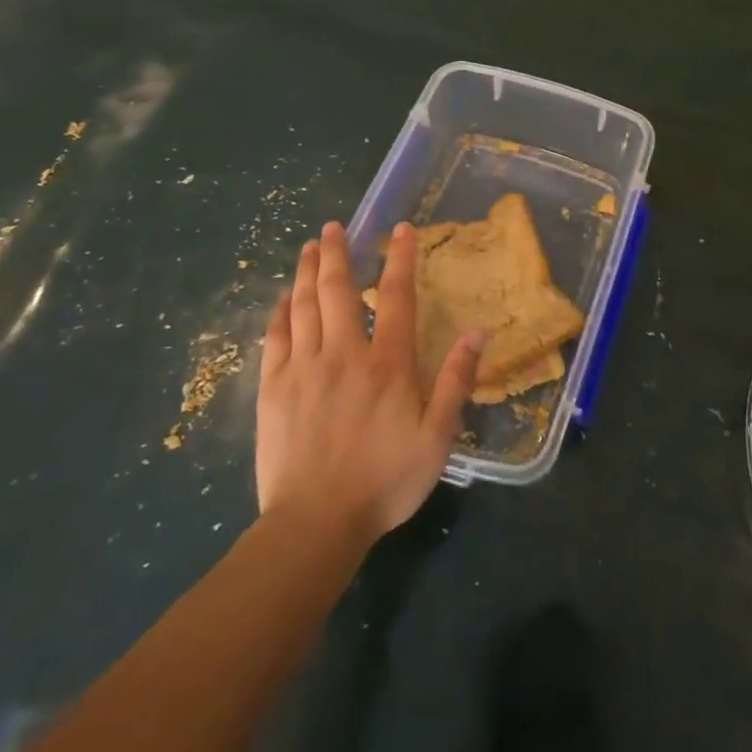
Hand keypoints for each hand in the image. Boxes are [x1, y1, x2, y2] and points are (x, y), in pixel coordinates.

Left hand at [256, 222, 483, 544]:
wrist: (314, 526)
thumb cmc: (384, 482)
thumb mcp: (437, 438)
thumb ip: (455, 381)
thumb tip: (478, 332)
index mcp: (387, 363)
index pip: (395, 296)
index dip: (400, 258)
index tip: (401, 228)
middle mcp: (344, 354)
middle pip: (338, 290)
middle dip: (338, 252)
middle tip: (335, 226)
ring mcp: (303, 369)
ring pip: (304, 305)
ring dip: (308, 271)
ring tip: (311, 246)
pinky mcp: (273, 389)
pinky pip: (275, 337)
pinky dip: (281, 311)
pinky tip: (285, 297)